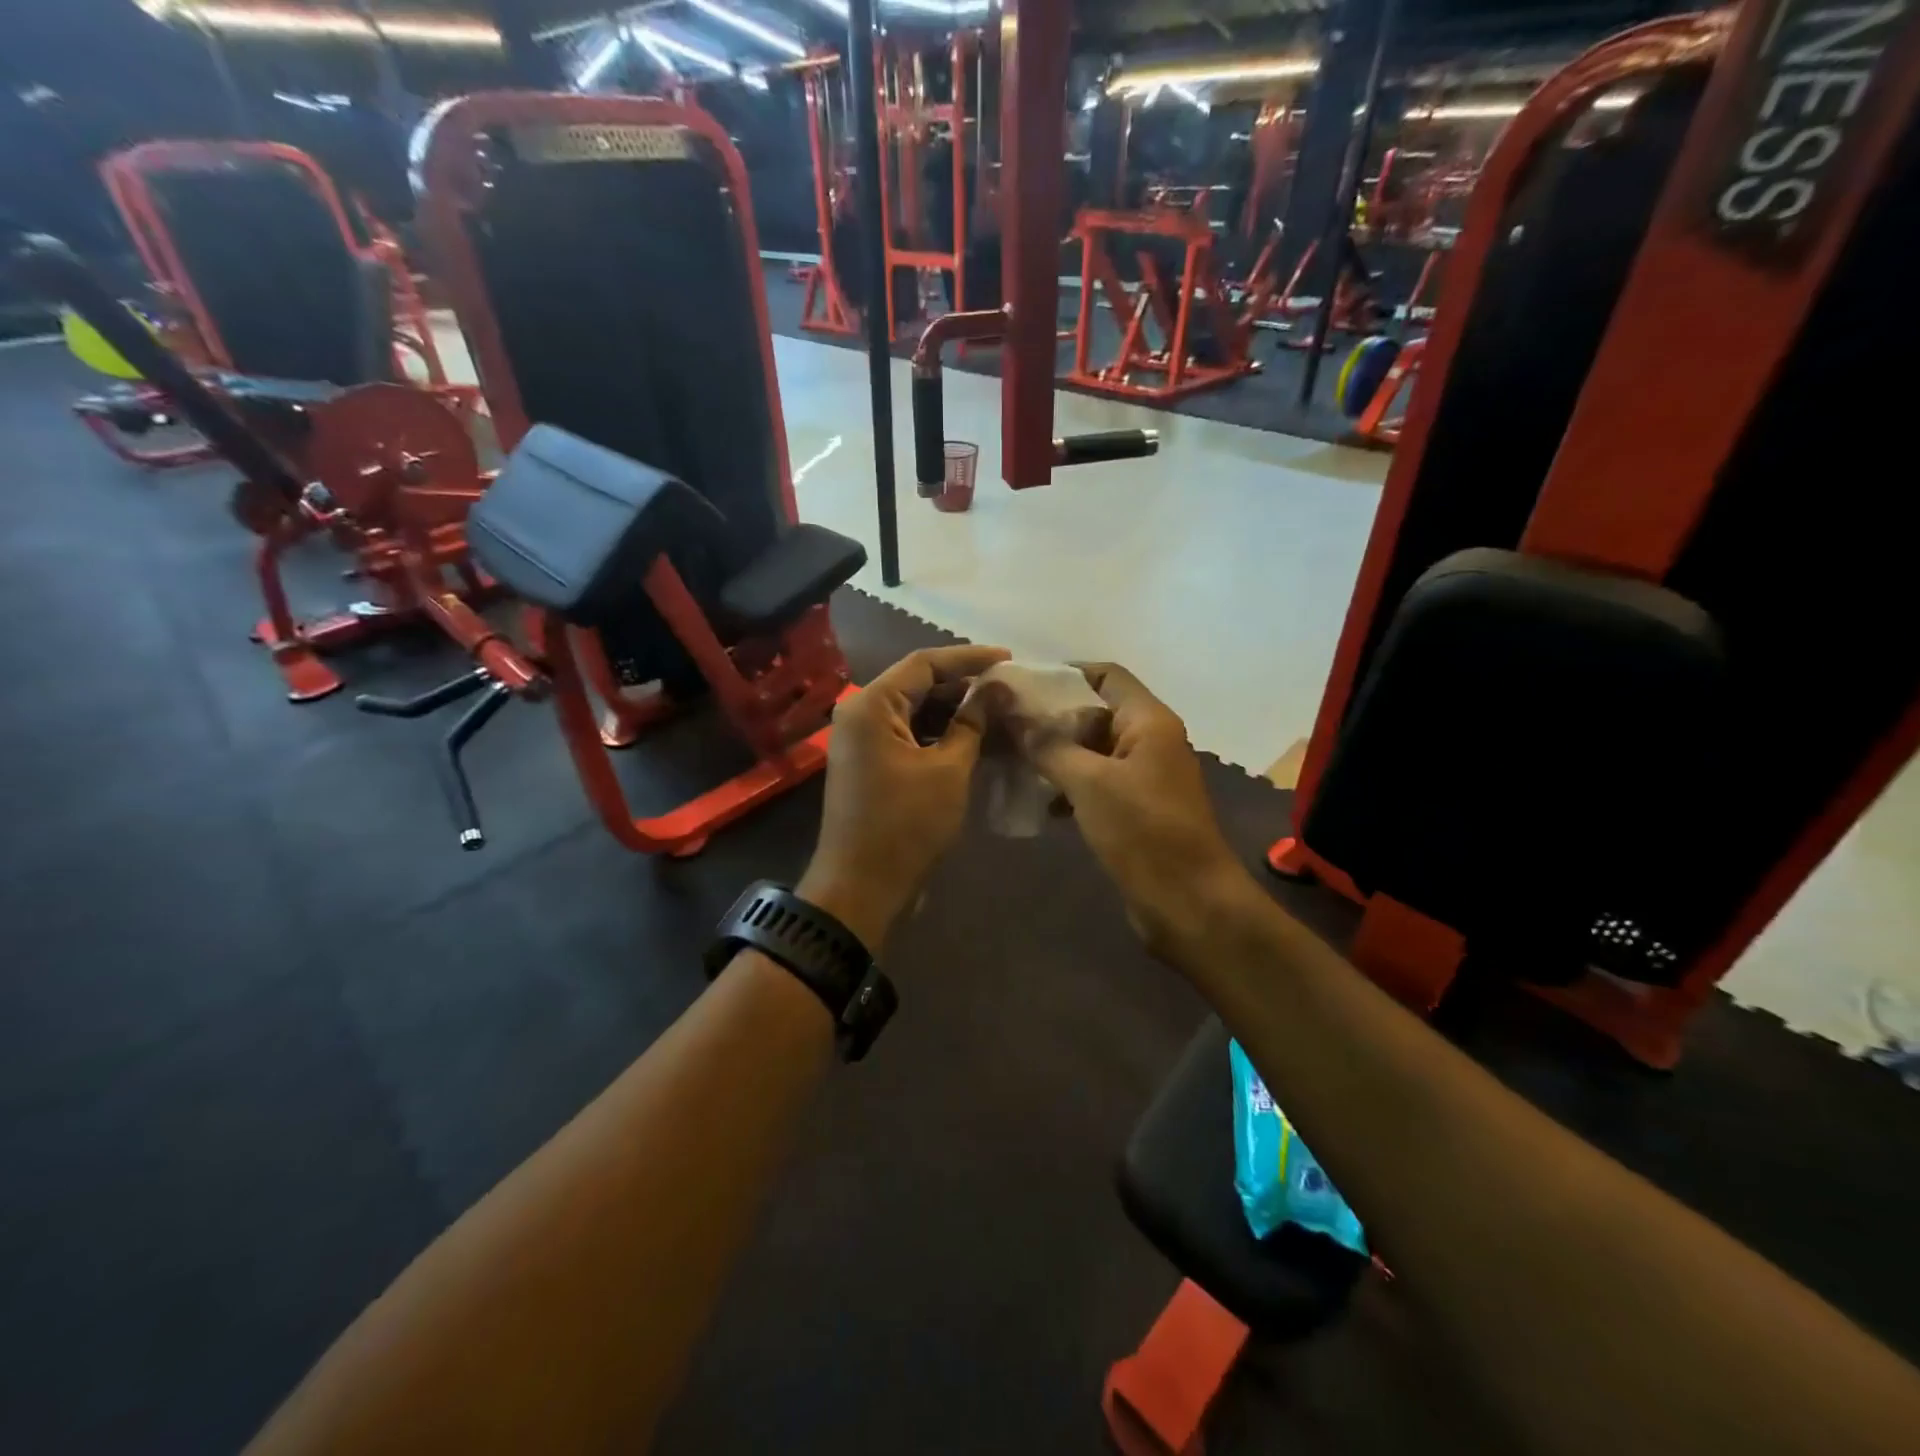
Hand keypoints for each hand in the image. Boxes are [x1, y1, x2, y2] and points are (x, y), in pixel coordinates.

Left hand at [801, 644, 1010, 951]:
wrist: (861, 887)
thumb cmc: (906, 825)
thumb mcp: (948, 770)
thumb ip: (972, 723)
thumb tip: (996, 689)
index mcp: (871, 705)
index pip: (924, 663)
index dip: (969, 658)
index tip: (1008, 659)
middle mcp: (860, 714)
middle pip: (917, 685)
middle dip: (963, 686)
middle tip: (1008, 689)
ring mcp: (862, 741)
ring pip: (914, 711)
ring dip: (954, 712)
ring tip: (999, 712)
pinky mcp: (870, 764)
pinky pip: (908, 736)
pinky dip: (939, 735)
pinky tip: (975, 739)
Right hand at [1018, 664, 1252, 955]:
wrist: (1189, 903)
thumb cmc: (1143, 831)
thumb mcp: (1089, 783)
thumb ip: (1049, 746)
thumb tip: (1014, 718)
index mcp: (1149, 721)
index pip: (1106, 675)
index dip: (1065, 674)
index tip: (1022, 687)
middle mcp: (1150, 740)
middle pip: (1097, 711)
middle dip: (1053, 717)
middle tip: (1007, 726)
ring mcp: (1145, 776)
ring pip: (1094, 750)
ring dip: (1057, 753)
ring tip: (1014, 760)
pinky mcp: (1137, 809)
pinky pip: (1098, 782)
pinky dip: (1070, 784)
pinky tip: (1041, 801)